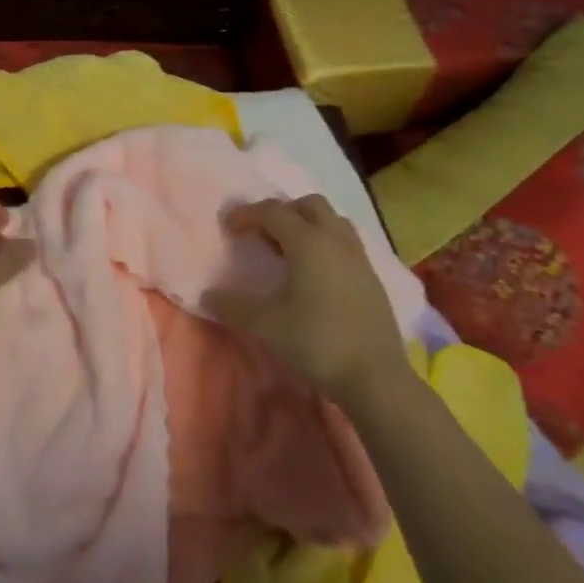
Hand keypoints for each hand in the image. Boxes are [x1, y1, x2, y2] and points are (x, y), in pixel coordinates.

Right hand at [213, 195, 407, 412]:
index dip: (247, 214)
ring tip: (289, 250)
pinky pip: (345, 242)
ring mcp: (359, 257)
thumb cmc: (317, 342)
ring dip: (307, 224)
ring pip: (332, 221)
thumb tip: (207, 295)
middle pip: (308, 205)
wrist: (376, 377)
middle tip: (262, 234)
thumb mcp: (267, 325)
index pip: (273, 211)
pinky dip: (325, 244)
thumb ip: (234, 306)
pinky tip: (315, 274)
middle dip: (282, 212)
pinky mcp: (372, 277)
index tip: (228, 227)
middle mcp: (336, 240)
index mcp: (308, 242)